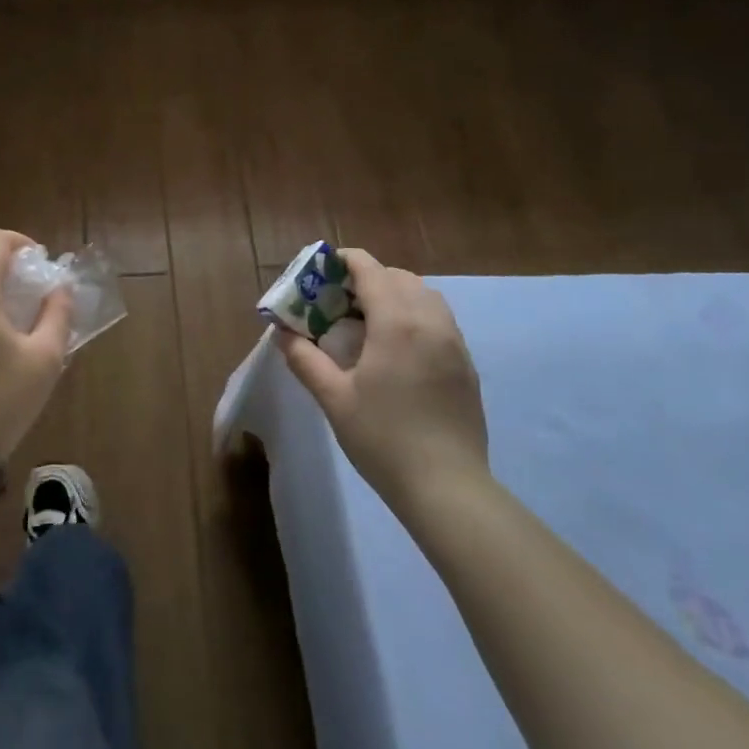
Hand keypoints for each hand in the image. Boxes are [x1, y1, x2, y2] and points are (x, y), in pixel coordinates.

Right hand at [276, 249, 488, 529]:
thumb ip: (304, 358)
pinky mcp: (466, 364)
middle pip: (399, 276)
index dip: (344, 261)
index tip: (322, 271)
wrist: (447, 488)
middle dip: (368, 278)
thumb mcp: (333, 398)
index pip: (370, 269)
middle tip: (340, 301)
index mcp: (396, 323)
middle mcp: (429, 321)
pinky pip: (439, 319)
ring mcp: (454, 342)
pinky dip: (415, 315)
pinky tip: (396, 347)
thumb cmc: (383, 438)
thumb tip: (282, 332)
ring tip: (369, 321)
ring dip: (395, 293)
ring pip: (424, 295)